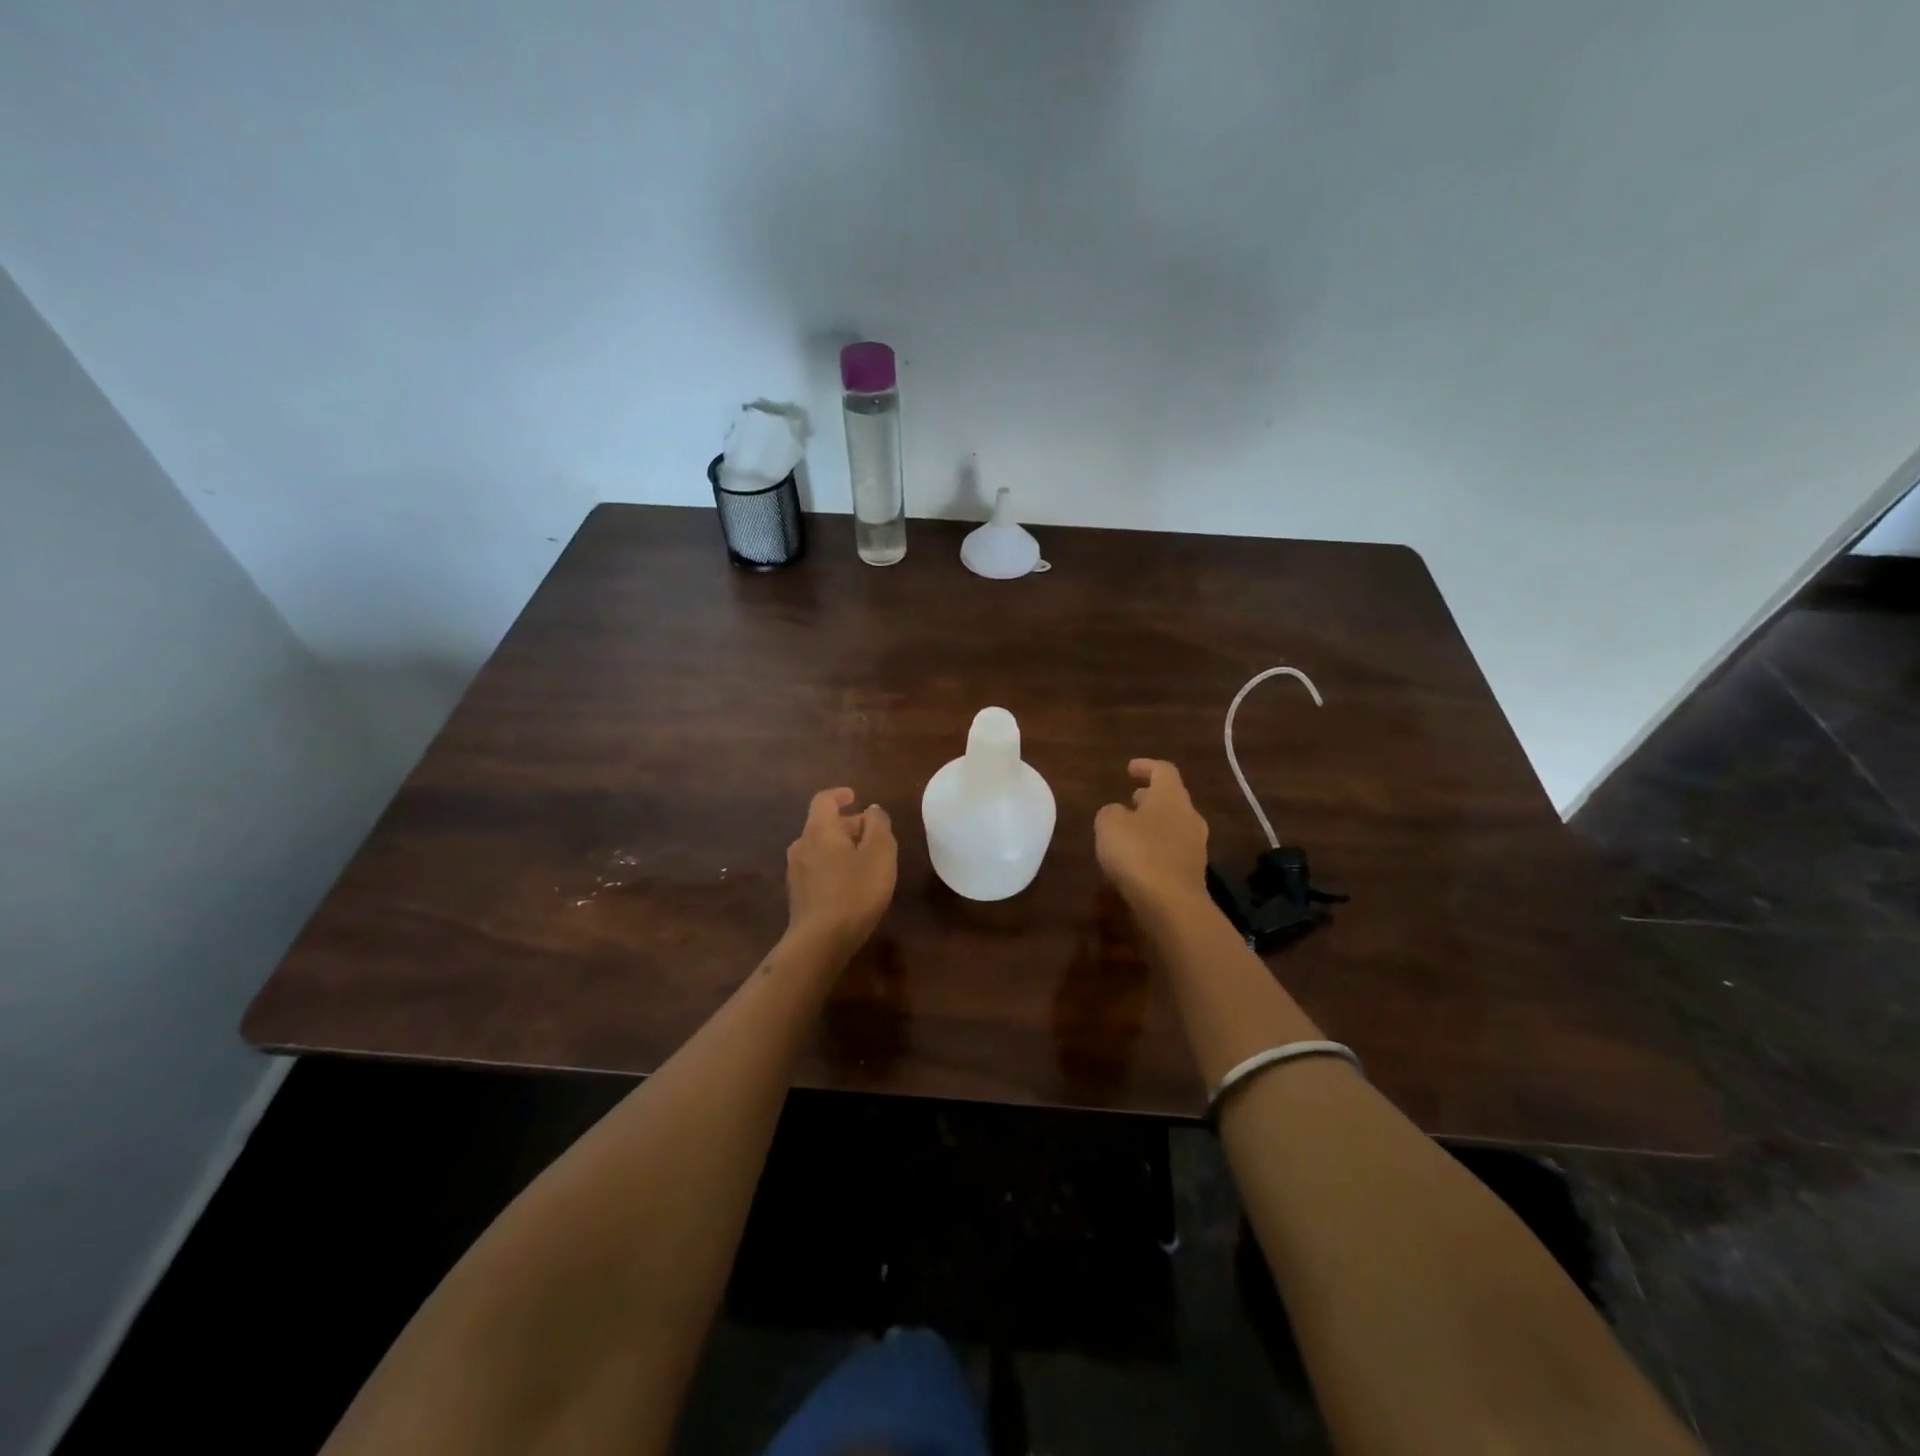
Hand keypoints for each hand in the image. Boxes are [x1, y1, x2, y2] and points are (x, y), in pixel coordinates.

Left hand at [785, 787, 897, 958]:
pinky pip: (817, 869)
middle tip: (872, 834)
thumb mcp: (880, 853)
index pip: (824, 800)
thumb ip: (878, 825)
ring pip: (819, 848)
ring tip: (864, 860)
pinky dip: (833, 866)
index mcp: (820, 829)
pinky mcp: (798, 895)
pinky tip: (850, 883)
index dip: (840, 795)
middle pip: (822, 825)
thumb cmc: (855, 890)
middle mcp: (802, 845)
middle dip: (847, 825)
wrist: (820, 941)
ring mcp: (796, 872)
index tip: (855, 796)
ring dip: (840, 847)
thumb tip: (872, 810)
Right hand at [1095, 759, 1210, 910]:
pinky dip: (1156, 847)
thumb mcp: (1109, 824)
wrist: (1172, 905)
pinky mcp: (1193, 872)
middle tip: (1130, 799)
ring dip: (1153, 823)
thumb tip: (1120, 813)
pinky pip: (1172, 850)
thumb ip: (1111, 811)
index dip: (1146, 766)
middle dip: (1150, 797)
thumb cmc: (1138, 853)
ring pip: (1173, 825)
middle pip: (1171, 798)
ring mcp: (1195, 846)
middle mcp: (1189, 816)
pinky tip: (1139, 859)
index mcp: (1171, 797)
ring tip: (1130, 830)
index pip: (1163, 770)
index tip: (1130, 768)